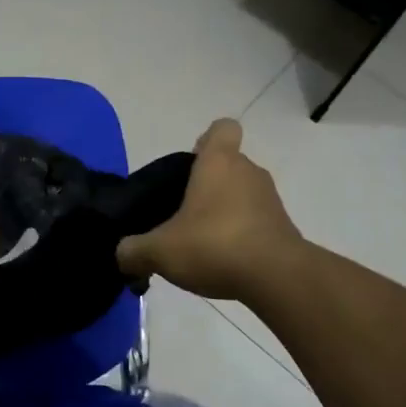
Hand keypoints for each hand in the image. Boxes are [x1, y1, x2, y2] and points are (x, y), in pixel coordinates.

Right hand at [117, 119, 303, 302]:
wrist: (277, 277)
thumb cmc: (214, 245)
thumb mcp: (160, 251)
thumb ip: (133, 251)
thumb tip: (122, 255)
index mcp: (219, 162)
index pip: (222, 128)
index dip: (206, 140)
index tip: (190, 164)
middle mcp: (248, 172)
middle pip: (227, 165)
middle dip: (207, 186)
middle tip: (182, 215)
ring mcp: (270, 199)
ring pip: (242, 194)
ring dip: (224, 212)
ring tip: (201, 244)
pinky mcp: (283, 227)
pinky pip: (256, 221)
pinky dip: (241, 235)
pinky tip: (223, 262)